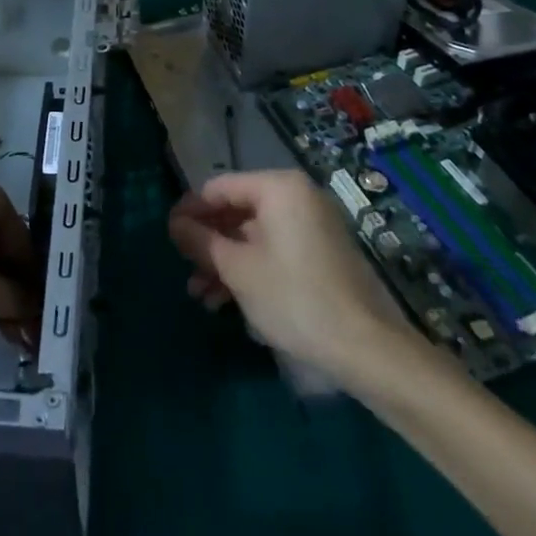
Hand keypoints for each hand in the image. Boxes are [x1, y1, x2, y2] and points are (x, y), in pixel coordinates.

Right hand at [169, 170, 423, 379]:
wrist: (368, 348)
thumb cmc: (294, 297)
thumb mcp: (237, 269)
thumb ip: (201, 240)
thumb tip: (174, 223)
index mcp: (279, 188)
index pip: (219, 187)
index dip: (190, 210)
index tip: (168, 235)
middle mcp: (298, 197)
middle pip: (238, 211)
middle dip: (209, 243)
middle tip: (185, 270)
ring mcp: (313, 225)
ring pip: (255, 235)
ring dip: (226, 262)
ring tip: (202, 296)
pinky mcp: (322, 254)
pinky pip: (275, 250)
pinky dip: (252, 269)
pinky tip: (230, 300)